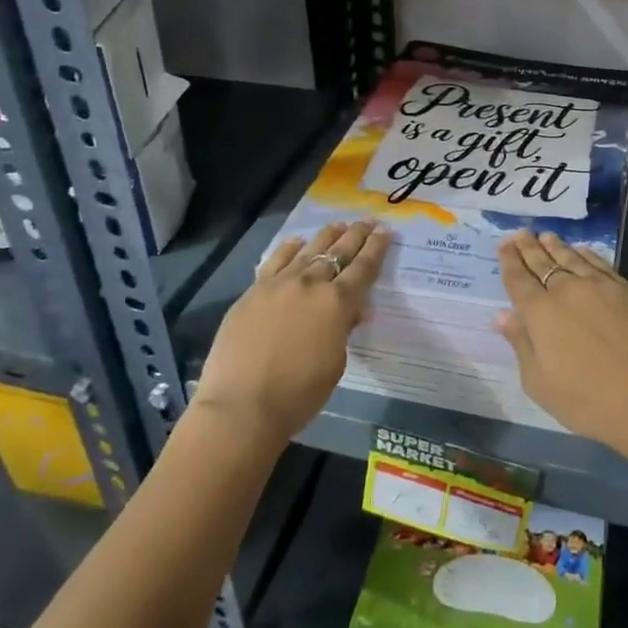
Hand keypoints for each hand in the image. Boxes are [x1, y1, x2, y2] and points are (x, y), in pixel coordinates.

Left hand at [191, 220, 388, 446]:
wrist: (241, 406)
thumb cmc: (298, 394)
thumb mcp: (335, 363)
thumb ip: (343, 330)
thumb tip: (351, 312)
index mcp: (337, 303)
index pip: (364, 268)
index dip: (377, 248)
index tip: (386, 231)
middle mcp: (311, 284)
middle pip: (338, 252)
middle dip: (356, 235)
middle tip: (368, 221)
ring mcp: (279, 284)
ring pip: (308, 250)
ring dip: (327, 236)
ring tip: (338, 225)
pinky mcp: (253, 291)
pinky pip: (275, 261)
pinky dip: (289, 249)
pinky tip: (297, 242)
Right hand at [494, 230, 627, 460]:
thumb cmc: (587, 401)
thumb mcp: (539, 383)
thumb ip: (521, 343)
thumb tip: (502, 314)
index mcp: (540, 313)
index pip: (518, 279)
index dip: (509, 261)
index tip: (504, 244)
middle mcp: (567, 290)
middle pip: (543, 262)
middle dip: (529, 247)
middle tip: (521, 233)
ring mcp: (600, 285)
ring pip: (571, 258)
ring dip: (555, 246)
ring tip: (546, 236)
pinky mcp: (627, 289)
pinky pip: (600, 263)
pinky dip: (586, 255)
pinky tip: (581, 251)